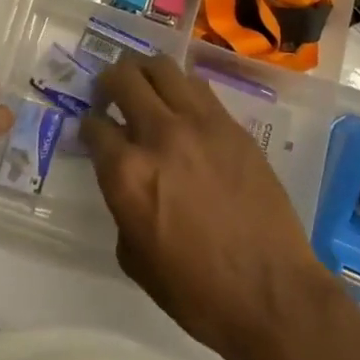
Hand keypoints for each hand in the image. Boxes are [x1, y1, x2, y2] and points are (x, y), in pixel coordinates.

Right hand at [81, 55, 339, 359]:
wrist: (271, 292)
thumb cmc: (196, 291)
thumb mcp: (135, 258)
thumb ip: (122, 207)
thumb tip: (126, 183)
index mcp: (128, 173)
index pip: (95, 126)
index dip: (89, 126)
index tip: (93, 129)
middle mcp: (159, 135)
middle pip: (124, 79)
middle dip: (109, 82)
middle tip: (110, 94)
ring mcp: (200, 123)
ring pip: (162, 68)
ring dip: (145, 72)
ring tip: (144, 86)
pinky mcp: (232, 125)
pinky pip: (198, 87)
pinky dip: (180, 87)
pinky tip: (181, 104)